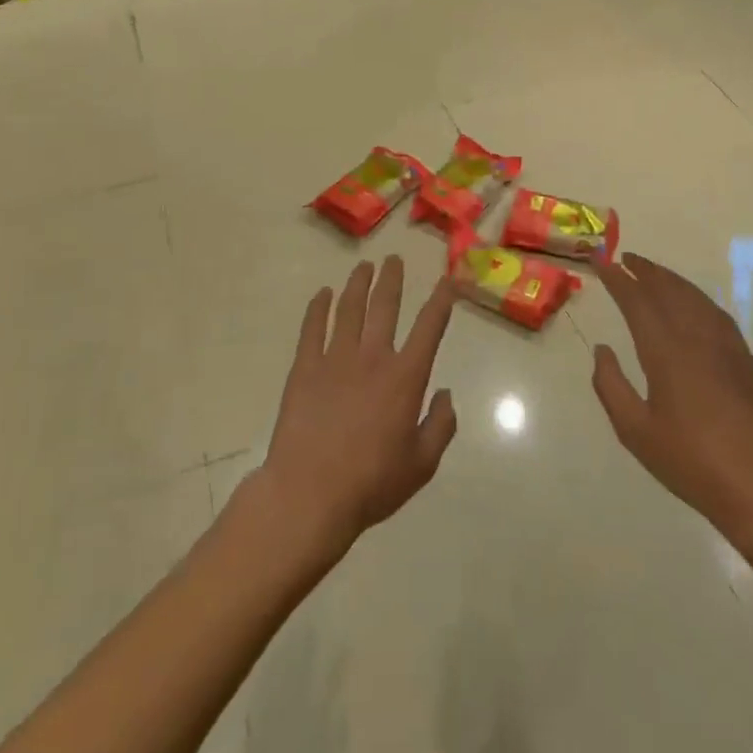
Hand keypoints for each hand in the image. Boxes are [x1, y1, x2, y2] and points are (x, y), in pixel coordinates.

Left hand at [256, 257, 458, 559]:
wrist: (310, 493)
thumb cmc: (371, 483)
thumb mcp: (422, 464)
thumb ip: (440, 426)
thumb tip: (446, 394)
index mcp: (405, 378)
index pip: (429, 327)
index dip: (442, 300)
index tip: (448, 280)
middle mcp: (372, 357)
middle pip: (384, 306)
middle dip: (392, 279)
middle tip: (394, 259)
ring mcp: (335, 359)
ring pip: (349, 309)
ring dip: (358, 284)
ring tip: (363, 266)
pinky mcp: (304, 368)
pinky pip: (312, 328)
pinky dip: (318, 308)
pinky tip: (322, 294)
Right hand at [591, 253, 752, 555]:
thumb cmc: (691, 462)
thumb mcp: (635, 431)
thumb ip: (611, 385)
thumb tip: (602, 349)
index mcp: (665, 351)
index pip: (637, 301)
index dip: (617, 279)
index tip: (600, 261)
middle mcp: (695, 337)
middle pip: (667, 290)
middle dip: (644, 271)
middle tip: (624, 258)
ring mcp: (724, 345)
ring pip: (693, 297)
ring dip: (670, 279)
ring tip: (651, 272)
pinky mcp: (743, 359)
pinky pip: (714, 312)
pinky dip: (695, 296)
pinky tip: (691, 302)